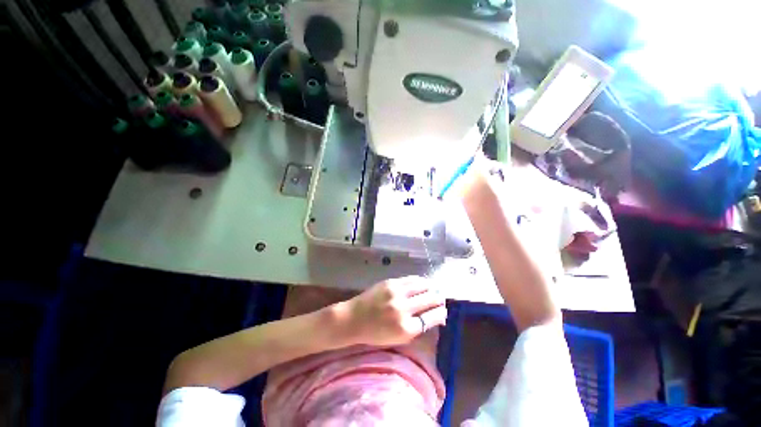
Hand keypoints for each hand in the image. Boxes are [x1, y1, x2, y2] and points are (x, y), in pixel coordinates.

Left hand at [341, 276, 446, 346]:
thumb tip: (435, 316)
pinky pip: (411, 279)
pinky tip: (422, 283)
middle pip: (430, 299)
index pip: (433, 317)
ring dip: (431, 288)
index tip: (443, 312)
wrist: (354, 318)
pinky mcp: (391, 282)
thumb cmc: (375, 333)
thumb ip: (417, 327)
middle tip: (440, 299)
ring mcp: (396, 293)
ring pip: (423, 286)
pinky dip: (420, 281)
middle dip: (439, 299)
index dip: (441, 313)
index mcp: (406, 328)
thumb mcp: (398, 338)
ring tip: (433, 290)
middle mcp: (403, 309)